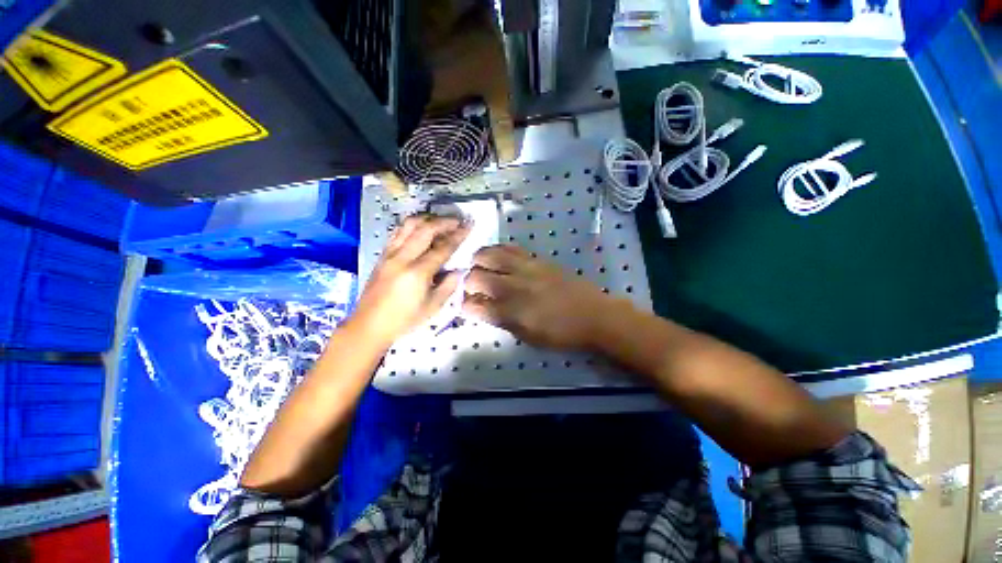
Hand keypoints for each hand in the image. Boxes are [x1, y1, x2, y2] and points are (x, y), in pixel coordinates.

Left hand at [350, 215, 469, 345]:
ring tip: (440, 221)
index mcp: (417, 273)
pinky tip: (421, 228)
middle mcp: (402, 258)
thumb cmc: (404, 320)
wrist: (369, 325)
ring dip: (427, 219)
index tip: (469, 226)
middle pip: (425, 229)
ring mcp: (389, 254)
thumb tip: (459, 269)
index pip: (442, 248)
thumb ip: (449, 285)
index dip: (458, 236)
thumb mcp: (433, 307)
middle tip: (457, 221)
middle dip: (444, 222)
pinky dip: (412, 225)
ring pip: (408, 225)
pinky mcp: (382, 255)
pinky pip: (398, 232)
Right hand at [462, 245, 616, 349]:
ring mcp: (525, 269)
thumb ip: (503, 321)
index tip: (466, 305)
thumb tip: (485, 309)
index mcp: (510, 312)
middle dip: (467, 282)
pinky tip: (497, 255)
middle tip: (472, 286)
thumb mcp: (529, 337)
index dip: (464, 305)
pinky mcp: (537, 259)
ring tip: (478, 265)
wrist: (593, 315)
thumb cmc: (561, 333)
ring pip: (489, 255)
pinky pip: (510, 248)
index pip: (474, 305)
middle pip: (476, 277)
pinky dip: (498, 249)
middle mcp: (513, 287)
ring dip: (478, 260)